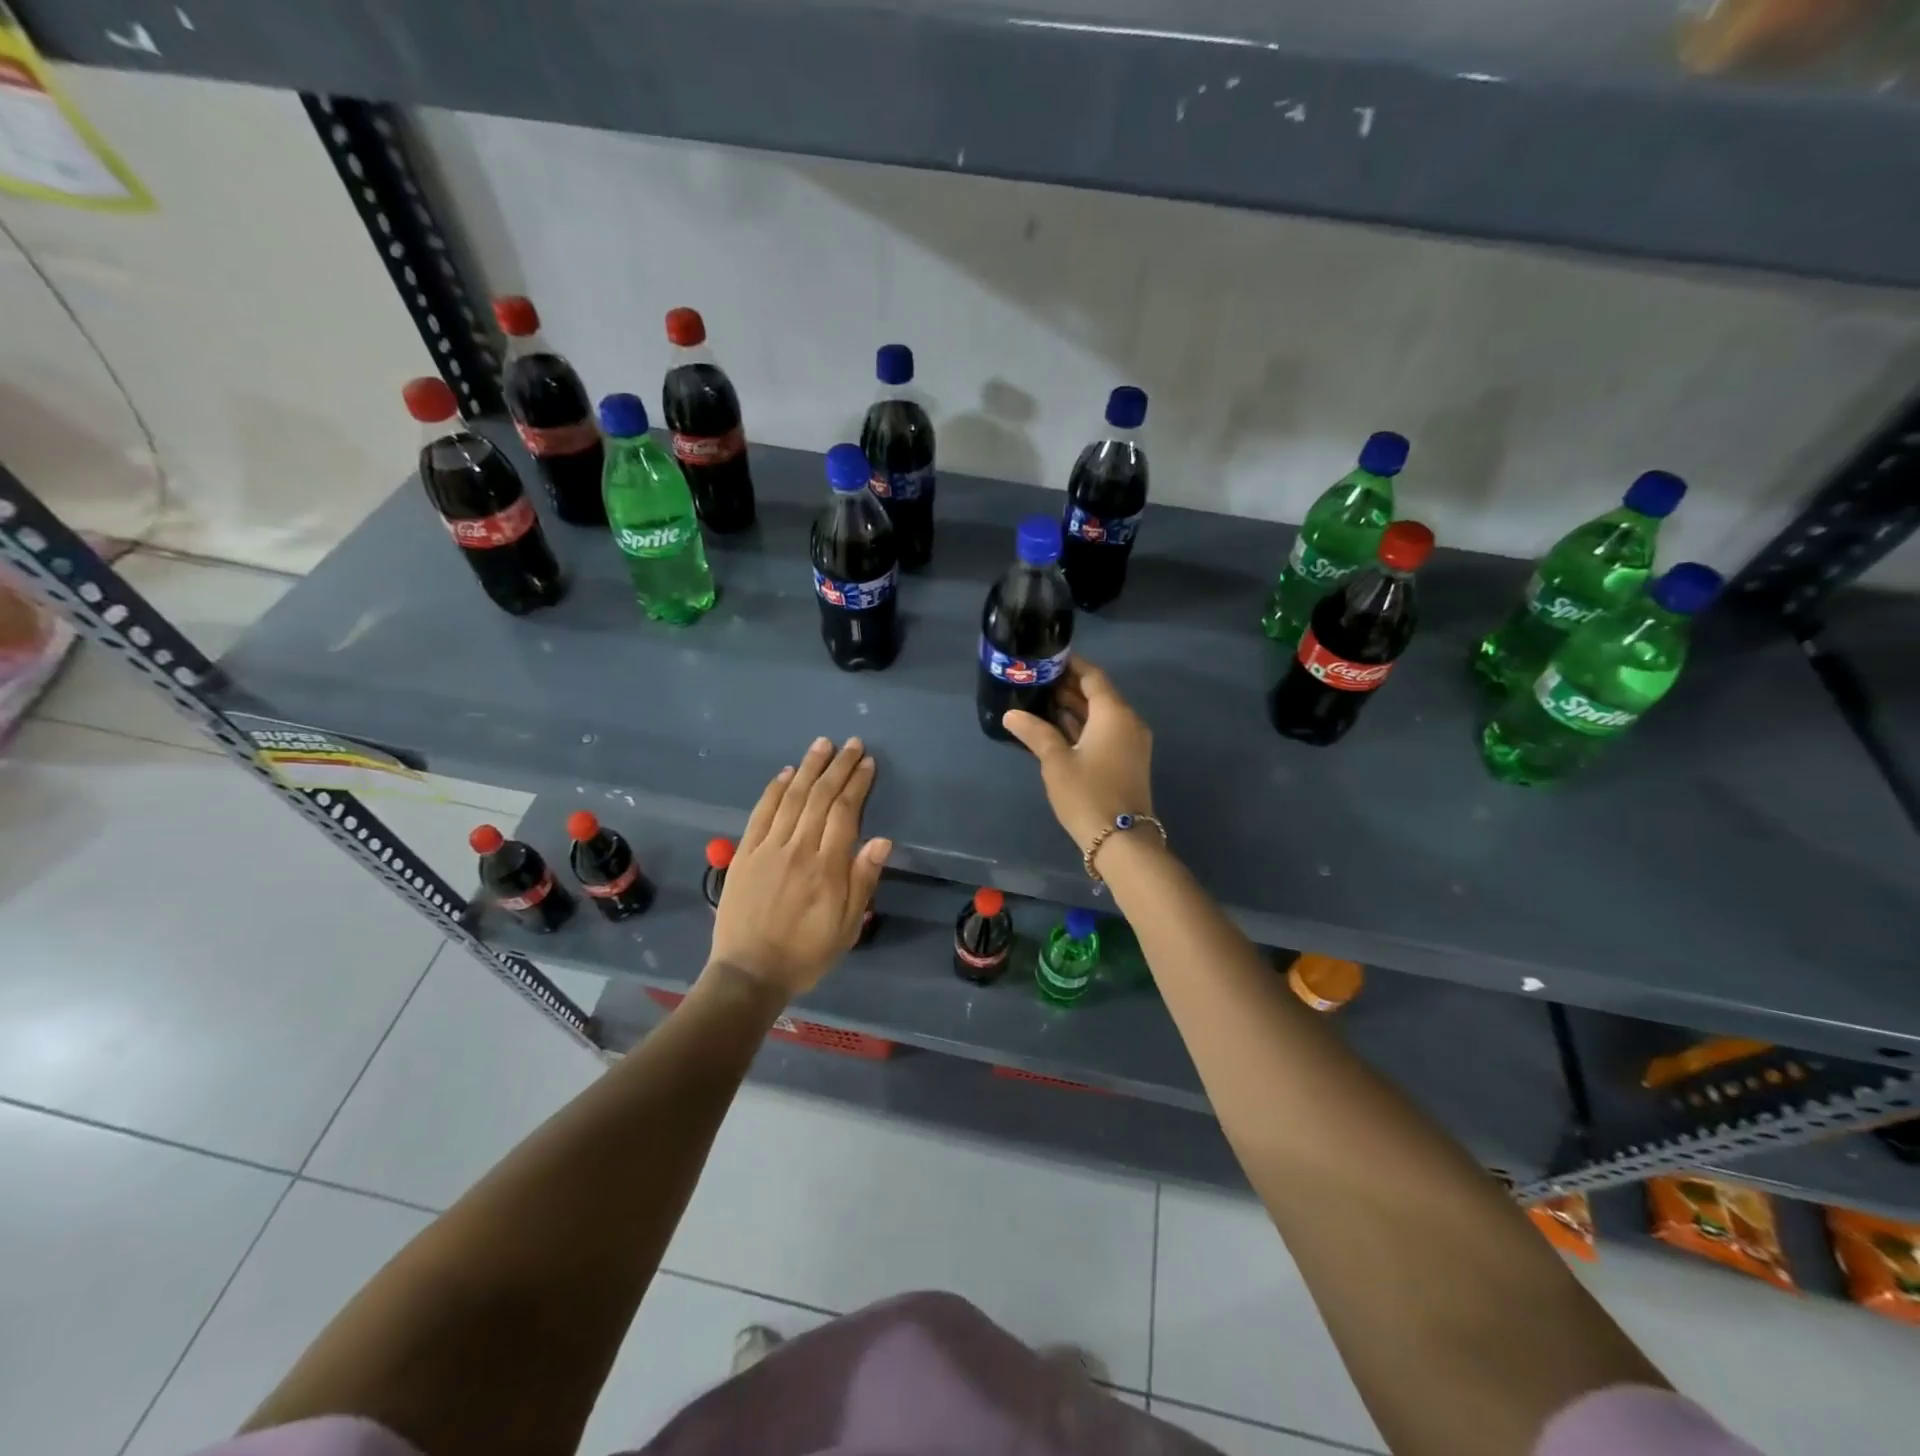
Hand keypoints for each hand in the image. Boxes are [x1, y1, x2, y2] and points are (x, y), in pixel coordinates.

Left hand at [707, 736, 891, 998]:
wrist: (749, 972)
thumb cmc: (807, 952)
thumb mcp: (847, 926)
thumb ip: (863, 880)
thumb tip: (882, 839)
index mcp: (827, 867)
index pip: (845, 812)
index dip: (857, 784)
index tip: (867, 763)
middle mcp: (798, 849)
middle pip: (820, 797)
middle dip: (838, 767)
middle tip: (851, 744)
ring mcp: (768, 848)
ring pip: (792, 797)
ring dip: (809, 768)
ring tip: (822, 745)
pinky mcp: (745, 853)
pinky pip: (761, 813)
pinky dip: (775, 790)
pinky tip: (786, 773)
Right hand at [1001, 658, 1154, 850]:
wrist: (1121, 841)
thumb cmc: (1087, 794)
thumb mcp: (1056, 762)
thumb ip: (1035, 733)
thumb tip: (1011, 715)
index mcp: (1114, 713)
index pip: (1093, 676)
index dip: (1071, 666)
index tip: (1047, 659)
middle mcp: (1128, 722)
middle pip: (1098, 694)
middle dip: (1069, 687)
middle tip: (1036, 681)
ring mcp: (1131, 743)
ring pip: (1101, 715)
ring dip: (1074, 708)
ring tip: (1040, 701)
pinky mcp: (1127, 761)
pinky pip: (1105, 732)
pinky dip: (1083, 726)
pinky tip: (1056, 728)